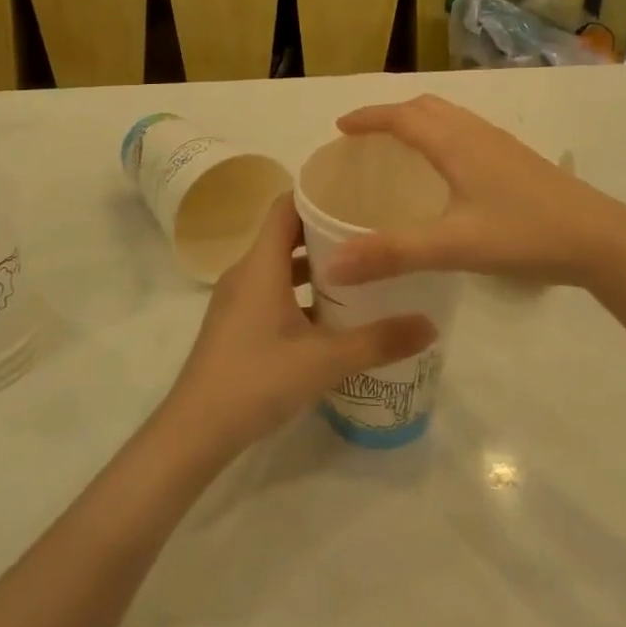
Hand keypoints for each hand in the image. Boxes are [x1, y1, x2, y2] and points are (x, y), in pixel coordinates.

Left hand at [161, 195, 437, 458]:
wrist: (194, 433)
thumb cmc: (257, 379)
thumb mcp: (325, 360)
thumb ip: (379, 340)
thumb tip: (431, 324)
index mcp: (261, 265)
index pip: (286, 206)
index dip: (318, 193)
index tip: (357, 193)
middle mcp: (246, 273)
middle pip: (286, 234)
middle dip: (326, 231)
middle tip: (370, 232)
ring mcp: (237, 301)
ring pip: (280, 267)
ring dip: (314, 266)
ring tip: (358, 271)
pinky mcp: (236, 326)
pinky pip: (272, 293)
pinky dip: (300, 294)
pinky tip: (331, 317)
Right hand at [323, 95, 624, 290]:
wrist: (601, 238)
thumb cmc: (524, 234)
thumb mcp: (453, 246)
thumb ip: (392, 254)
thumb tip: (332, 265)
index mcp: (456, 144)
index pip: (402, 117)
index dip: (369, 117)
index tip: (341, 127)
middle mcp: (477, 134)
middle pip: (426, 107)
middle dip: (392, 114)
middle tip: (366, 138)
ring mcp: (502, 145)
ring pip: (451, 118)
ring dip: (419, 122)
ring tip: (401, 149)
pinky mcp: (518, 160)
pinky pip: (468, 133)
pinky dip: (443, 136)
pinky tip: (449, 173)